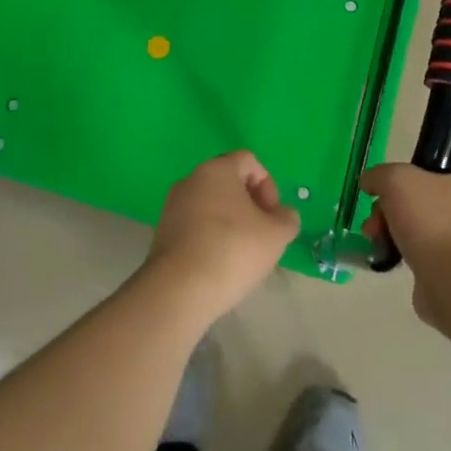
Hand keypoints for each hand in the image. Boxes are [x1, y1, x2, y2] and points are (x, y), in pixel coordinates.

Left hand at [145, 152, 299, 322]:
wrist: (180, 288)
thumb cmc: (233, 250)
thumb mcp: (276, 235)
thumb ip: (287, 218)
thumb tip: (281, 214)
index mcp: (217, 169)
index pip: (249, 161)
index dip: (268, 185)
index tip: (272, 216)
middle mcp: (191, 179)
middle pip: (229, 182)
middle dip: (250, 205)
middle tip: (261, 235)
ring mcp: (173, 204)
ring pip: (212, 204)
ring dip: (231, 222)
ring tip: (241, 253)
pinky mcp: (164, 230)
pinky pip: (196, 223)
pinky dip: (211, 235)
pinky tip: (219, 263)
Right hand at [360, 164, 450, 329]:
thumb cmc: (430, 220)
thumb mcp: (396, 179)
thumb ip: (379, 175)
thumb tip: (369, 183)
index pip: (423, 175)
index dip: (396, 182)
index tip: (379, 195)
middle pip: (413, 203)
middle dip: (385, 212)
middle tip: (374, 225)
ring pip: (414, 230)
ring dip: (389, 234)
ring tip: (377, 245)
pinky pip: (418, 255)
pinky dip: (401, 256)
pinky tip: (390, 260)